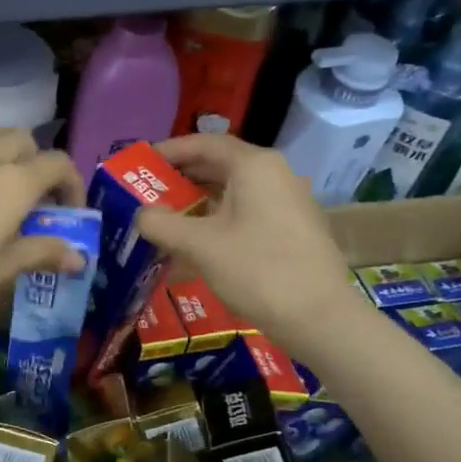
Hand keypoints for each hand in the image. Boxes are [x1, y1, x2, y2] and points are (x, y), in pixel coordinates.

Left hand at [0, 126, 85, 327]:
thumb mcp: (3, 270)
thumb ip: (42, 254)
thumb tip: (79, 257)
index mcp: (14, 182)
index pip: (58, 163)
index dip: (73, 184)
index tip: (70, 213)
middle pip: (25, 139)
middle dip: (40, 162)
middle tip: (36, 199)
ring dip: (6, 148)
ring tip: (3, 182)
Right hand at [134, 134, 361, 339]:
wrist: (320, 317)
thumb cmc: (257, 270)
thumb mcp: (199, 245)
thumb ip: (161, 224)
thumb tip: (141, 214)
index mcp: (254, 166)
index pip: (204, 144)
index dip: (169, 150)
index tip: (140, 163)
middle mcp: (274, 174)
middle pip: (220, 165)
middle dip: (181, 177)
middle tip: (146, 191)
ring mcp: (288, 201)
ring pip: (233, 190)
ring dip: (198, 200)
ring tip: (166, 217)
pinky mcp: (292, 228)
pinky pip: (247, 211)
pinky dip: (219, 218)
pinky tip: (197, 241)